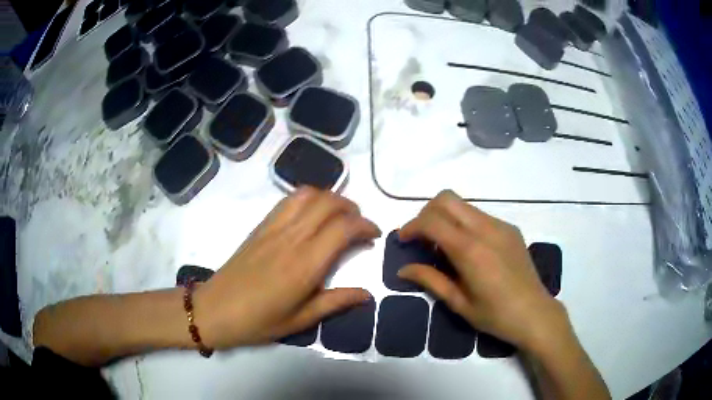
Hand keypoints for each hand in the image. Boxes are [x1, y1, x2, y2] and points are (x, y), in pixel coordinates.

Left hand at [193, 187, 380, 348]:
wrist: (215, 310)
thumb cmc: (259, 321)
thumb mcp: (301, 320)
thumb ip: (336, 302)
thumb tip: (367, 294)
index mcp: (305, 264)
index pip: (343, 228)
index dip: (364, 225)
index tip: (373, 235)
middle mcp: (291, 238)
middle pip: (328, 203)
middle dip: (351, 208)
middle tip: (359, 226)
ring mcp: (273, 228)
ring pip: (308, 195)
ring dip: (329, 198)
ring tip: (338, 216)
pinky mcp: (261, 226)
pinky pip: (288, 200)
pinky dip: (308, 198)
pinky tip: (311, 215)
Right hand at [397, 190, 566, 350]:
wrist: (535, 314)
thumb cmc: (495, 315)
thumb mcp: (458, 303)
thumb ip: (430, 280)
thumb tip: (403, 269)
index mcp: (470, 250)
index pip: (432, 220)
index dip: (412, 226)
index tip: (403, 240)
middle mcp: (485, 229)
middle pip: (446, 198)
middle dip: (426, 213)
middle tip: (421, 238)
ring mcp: (501, 225)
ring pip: (463, 204)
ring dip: (445, 216)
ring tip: (443, 245)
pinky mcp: (510, 229)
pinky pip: (479, 215)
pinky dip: (463, 222)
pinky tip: (467, 248)